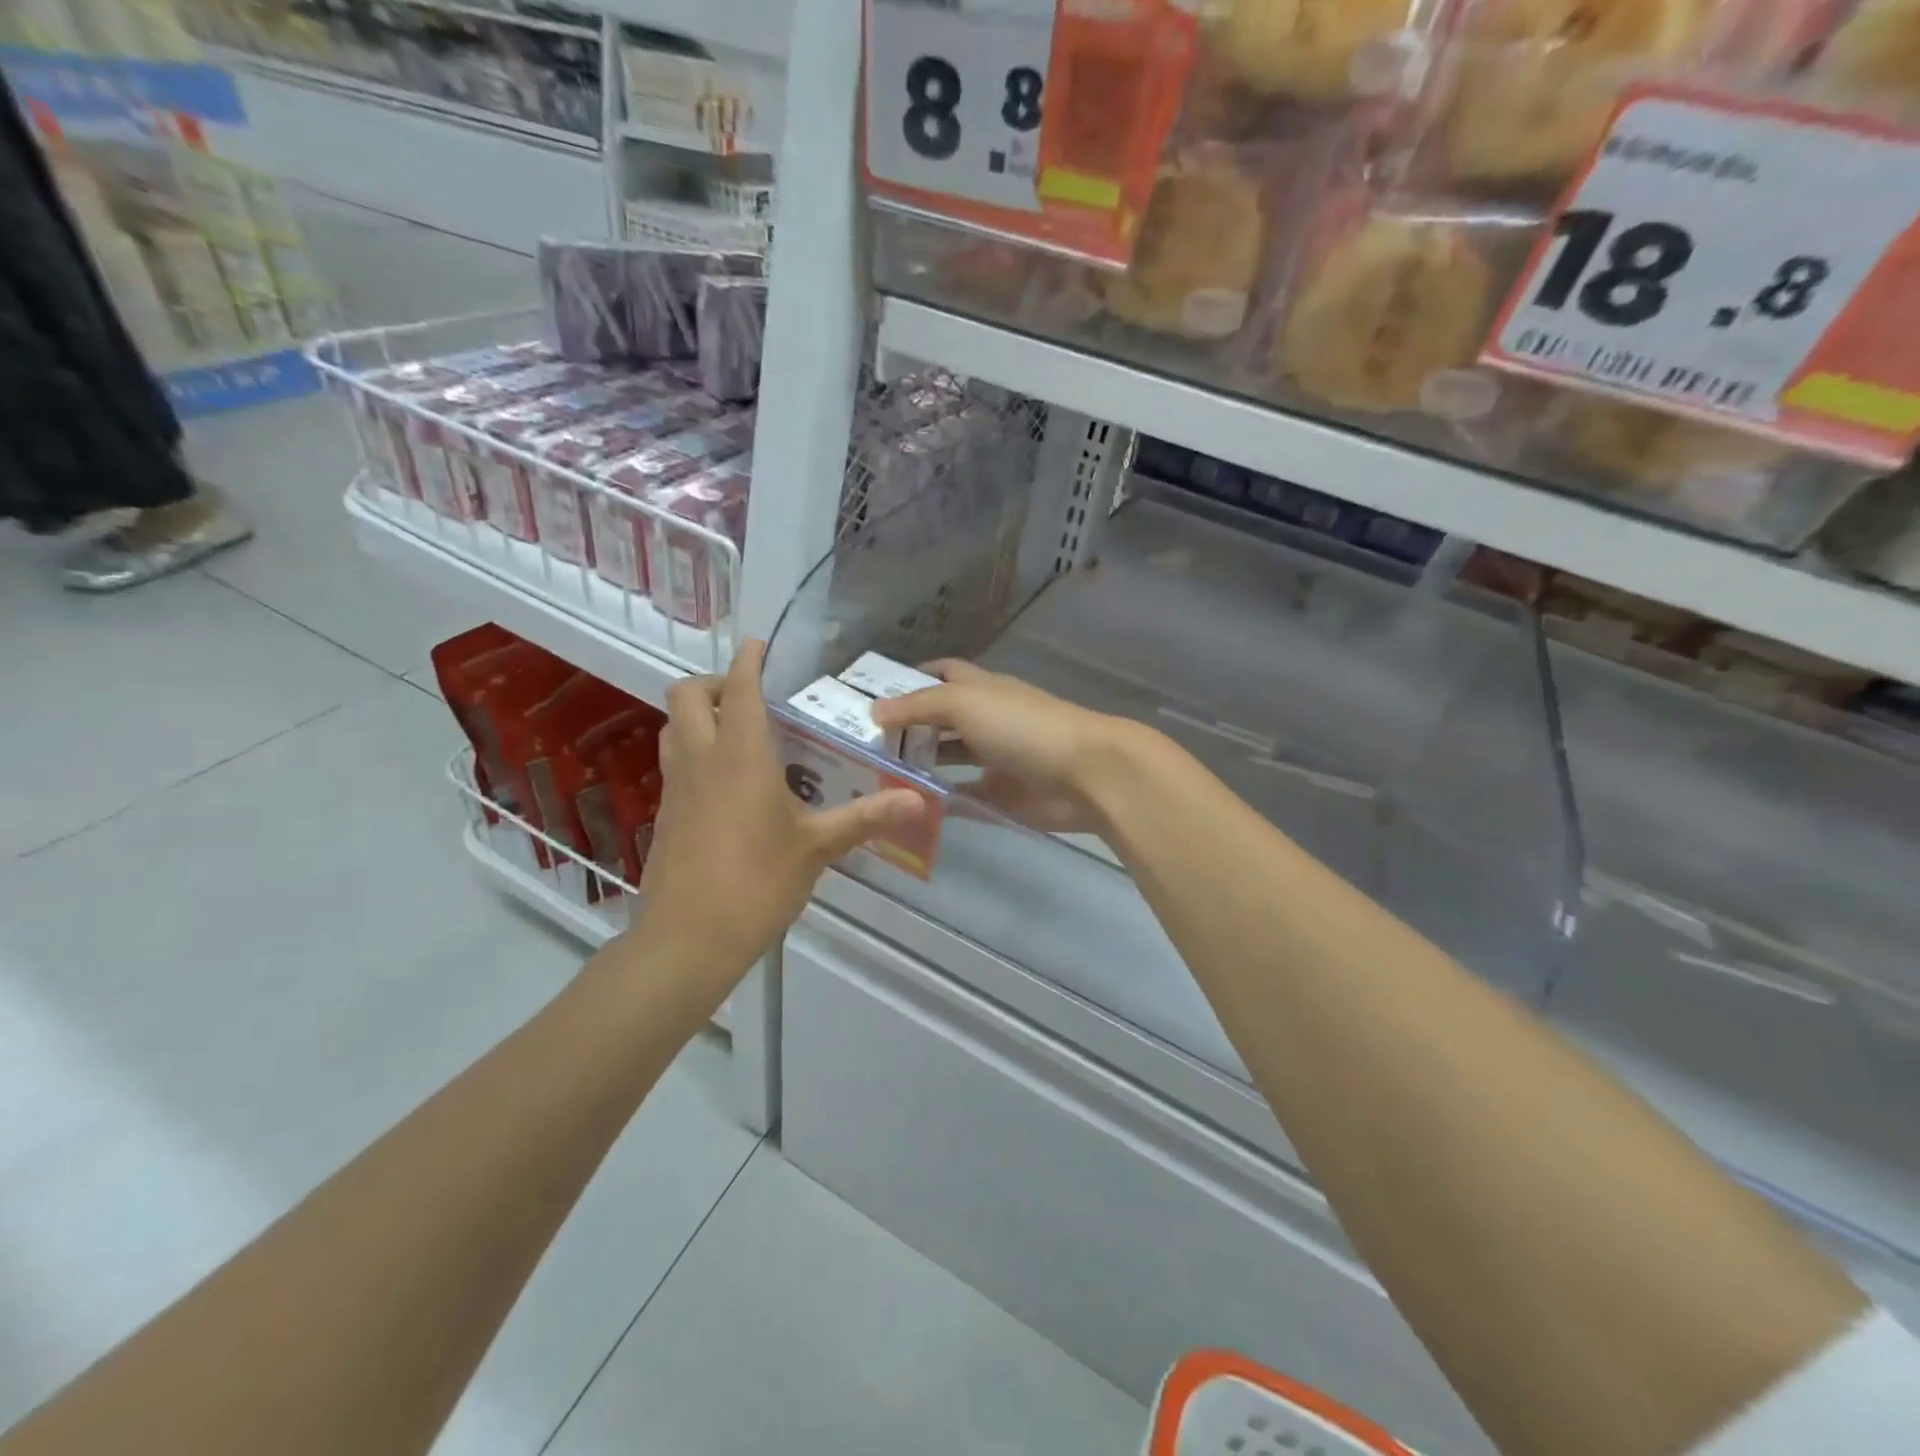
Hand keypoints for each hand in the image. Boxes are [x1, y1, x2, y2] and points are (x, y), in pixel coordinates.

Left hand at [628, 641, 924, 998]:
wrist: (686, 941)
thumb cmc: (756, 884)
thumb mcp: (817, 849)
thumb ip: (866, 817)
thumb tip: (918, 799)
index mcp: (739, 756)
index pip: (739, 688)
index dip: (749, 660)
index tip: (762, 646)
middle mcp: (701, 760)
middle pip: (686, 695)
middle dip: (716, 682)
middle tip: (753, 697)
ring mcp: (677, 787)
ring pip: (674, 727)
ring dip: (700, 715)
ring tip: (742, 732)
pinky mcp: (666, 815)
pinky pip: (676, 762)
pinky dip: (696, 750)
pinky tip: (730, 782)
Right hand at [870, 660, 1131, 833]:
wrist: (1084, 774)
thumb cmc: (1022, 727)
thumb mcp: (964, 703)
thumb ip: (918, 706)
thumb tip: (874, 710)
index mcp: (981, 689)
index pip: (942, 673)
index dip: (912, 678)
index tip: (873, 694)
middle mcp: (986, 719)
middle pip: (940, 719)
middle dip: (907, 727)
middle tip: (861, 743)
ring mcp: (994, 759)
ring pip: (948, 758)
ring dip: (918, 765)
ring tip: (874, 775)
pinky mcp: (1001, 795)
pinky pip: (962, 797)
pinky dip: (939, 801)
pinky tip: (907, 806)